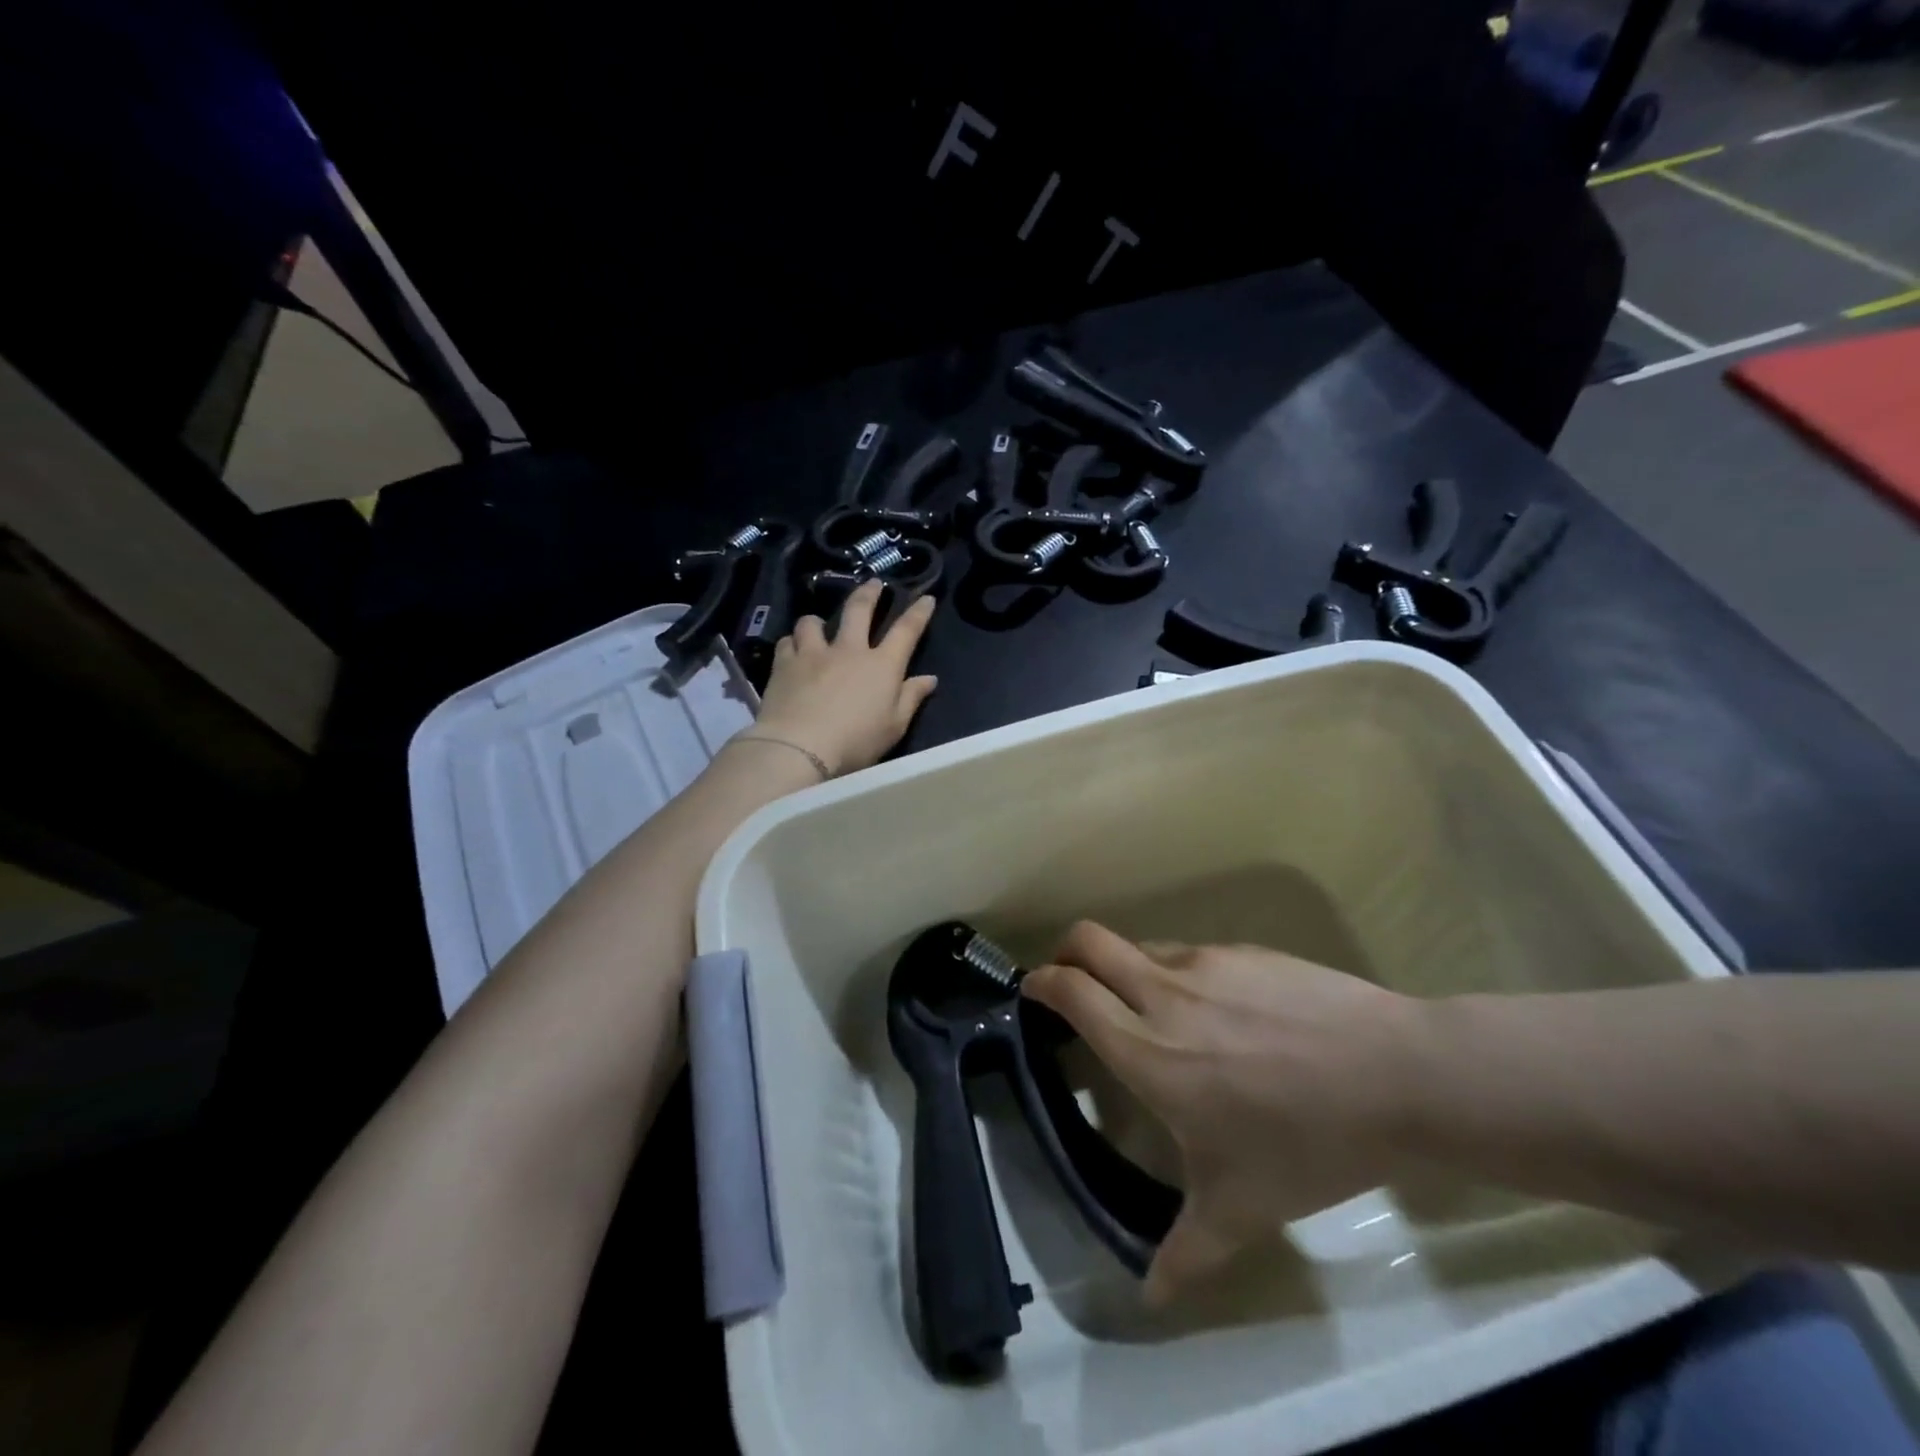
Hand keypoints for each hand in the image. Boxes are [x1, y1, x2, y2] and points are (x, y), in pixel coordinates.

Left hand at [749, 580, 937, 776]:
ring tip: (817, 625)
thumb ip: (911, 698)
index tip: (925, 598)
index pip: (906, 630)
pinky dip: (792, 643)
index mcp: (882, 665)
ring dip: (818, 621)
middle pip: (859, 610)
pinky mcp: (784, 664)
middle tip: (873, 582)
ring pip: (813, 622)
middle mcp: (849, 650)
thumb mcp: (894, 727)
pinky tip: (791, 650)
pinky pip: (787, 642)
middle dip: (869, 593)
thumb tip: (930, 678)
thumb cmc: (855, 742)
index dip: (918, 612)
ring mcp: (813, 653)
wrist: (800, 747)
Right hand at [1022, 923, 1417, 1304]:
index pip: (1070, 991)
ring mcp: (1206, 961)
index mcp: (1147, 1050)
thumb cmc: (1307, 1142)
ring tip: (1153, 1010)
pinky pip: (1191, 952)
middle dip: (1066, 952)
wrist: (1397, 1075)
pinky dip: (1180, 972)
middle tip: (1071, 984)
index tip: (1033, 995)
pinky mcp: (1245, 949)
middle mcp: (1164, 993)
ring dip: (1126, 967)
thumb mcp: (1241, 1210)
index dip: (1040, 984)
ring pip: (1140, 945)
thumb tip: (1151, 1297)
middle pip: (1088, 939)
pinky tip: (1223, 1013)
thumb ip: (1186, 1254)